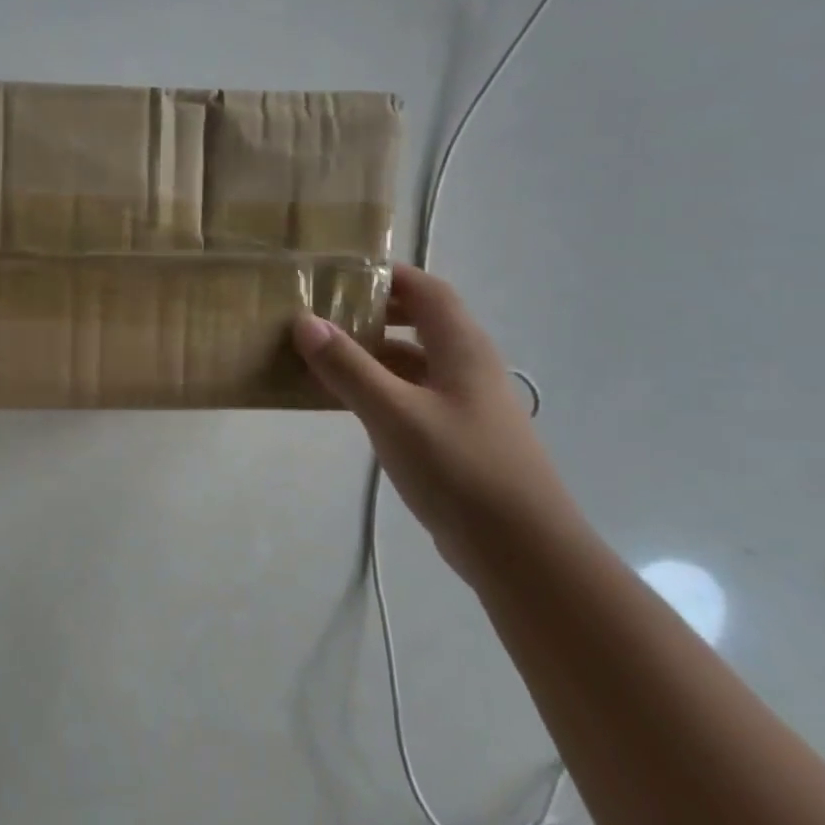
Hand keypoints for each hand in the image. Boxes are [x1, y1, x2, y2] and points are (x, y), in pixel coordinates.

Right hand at [292, 265, 584, 582]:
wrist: (520, 549)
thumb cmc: (460, 469)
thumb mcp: (394, 414)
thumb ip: (349, 367)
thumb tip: (304, 321)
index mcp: (461, 348)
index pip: (426, 290)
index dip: (387, 276)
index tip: (338, 275)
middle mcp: (466, 366)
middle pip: (419, 322)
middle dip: (372, 313)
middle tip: (322, 315)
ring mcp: (463, 403)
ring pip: (412, 362)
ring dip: (370, 353)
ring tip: (319, 355)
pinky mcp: (454, 436)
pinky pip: (410, 395)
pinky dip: (377, 388)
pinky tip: (344, 402)